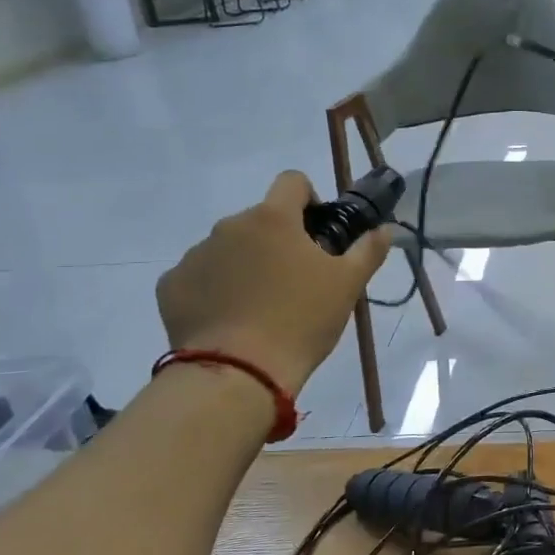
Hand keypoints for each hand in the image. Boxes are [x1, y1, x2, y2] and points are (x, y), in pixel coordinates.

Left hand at [158, 172, 389, 394]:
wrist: (238, 373)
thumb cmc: (301, 320)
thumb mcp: (348, 285)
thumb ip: (368, 250)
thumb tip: (384, 229)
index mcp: (273, 218)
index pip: (292, 181)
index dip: (309, 200)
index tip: (318, 233)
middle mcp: (229, 226)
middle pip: (260, 220)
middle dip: (277, 240)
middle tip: (296, 281)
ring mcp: (195, 255)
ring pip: (229, 248)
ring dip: (246, 264)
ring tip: (261, 306)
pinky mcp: (171, 286)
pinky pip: (199, 276)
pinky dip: (215, 289)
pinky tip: (230, 319)